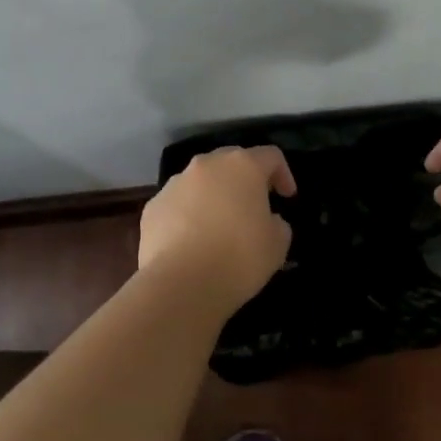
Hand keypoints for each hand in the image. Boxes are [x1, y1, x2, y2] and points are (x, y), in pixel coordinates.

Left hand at [138, 146, 295, 309]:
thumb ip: (278, 223)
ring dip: (214, 196)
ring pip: (201, 182)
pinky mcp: (152, 207)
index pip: (270, 156)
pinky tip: (192, 242)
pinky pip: (178, 204)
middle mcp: (206, 165)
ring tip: (220, 227)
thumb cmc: (239, 258)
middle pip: (231, 161)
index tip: (287, 197)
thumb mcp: (277, 244)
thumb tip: (267, 220)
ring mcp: (175, 184)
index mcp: (242, 166)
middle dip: (245, 180)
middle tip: (254, 205)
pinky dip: (188, 215)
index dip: (283, 174)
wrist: (180, 284)